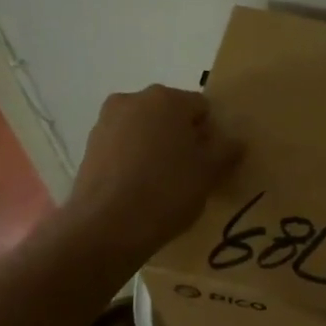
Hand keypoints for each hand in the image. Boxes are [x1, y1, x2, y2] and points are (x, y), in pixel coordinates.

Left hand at [66, 86, 242, 261]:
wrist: (107, 226)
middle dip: (181, 137)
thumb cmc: (167, 191)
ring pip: (144, 131)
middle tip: (189, 172)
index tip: (210, 162)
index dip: (210, 134)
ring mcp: (106, 122)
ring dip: (155, 148)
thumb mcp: (209, 173)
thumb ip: (226, 151)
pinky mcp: (89, 147)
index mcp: (166, 98)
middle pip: (169, 115)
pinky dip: (133, 160)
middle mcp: (133, 100)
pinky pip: (122, 147)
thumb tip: (236, 141)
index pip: (201, 108)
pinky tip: (138, 189)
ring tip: (161, 184)